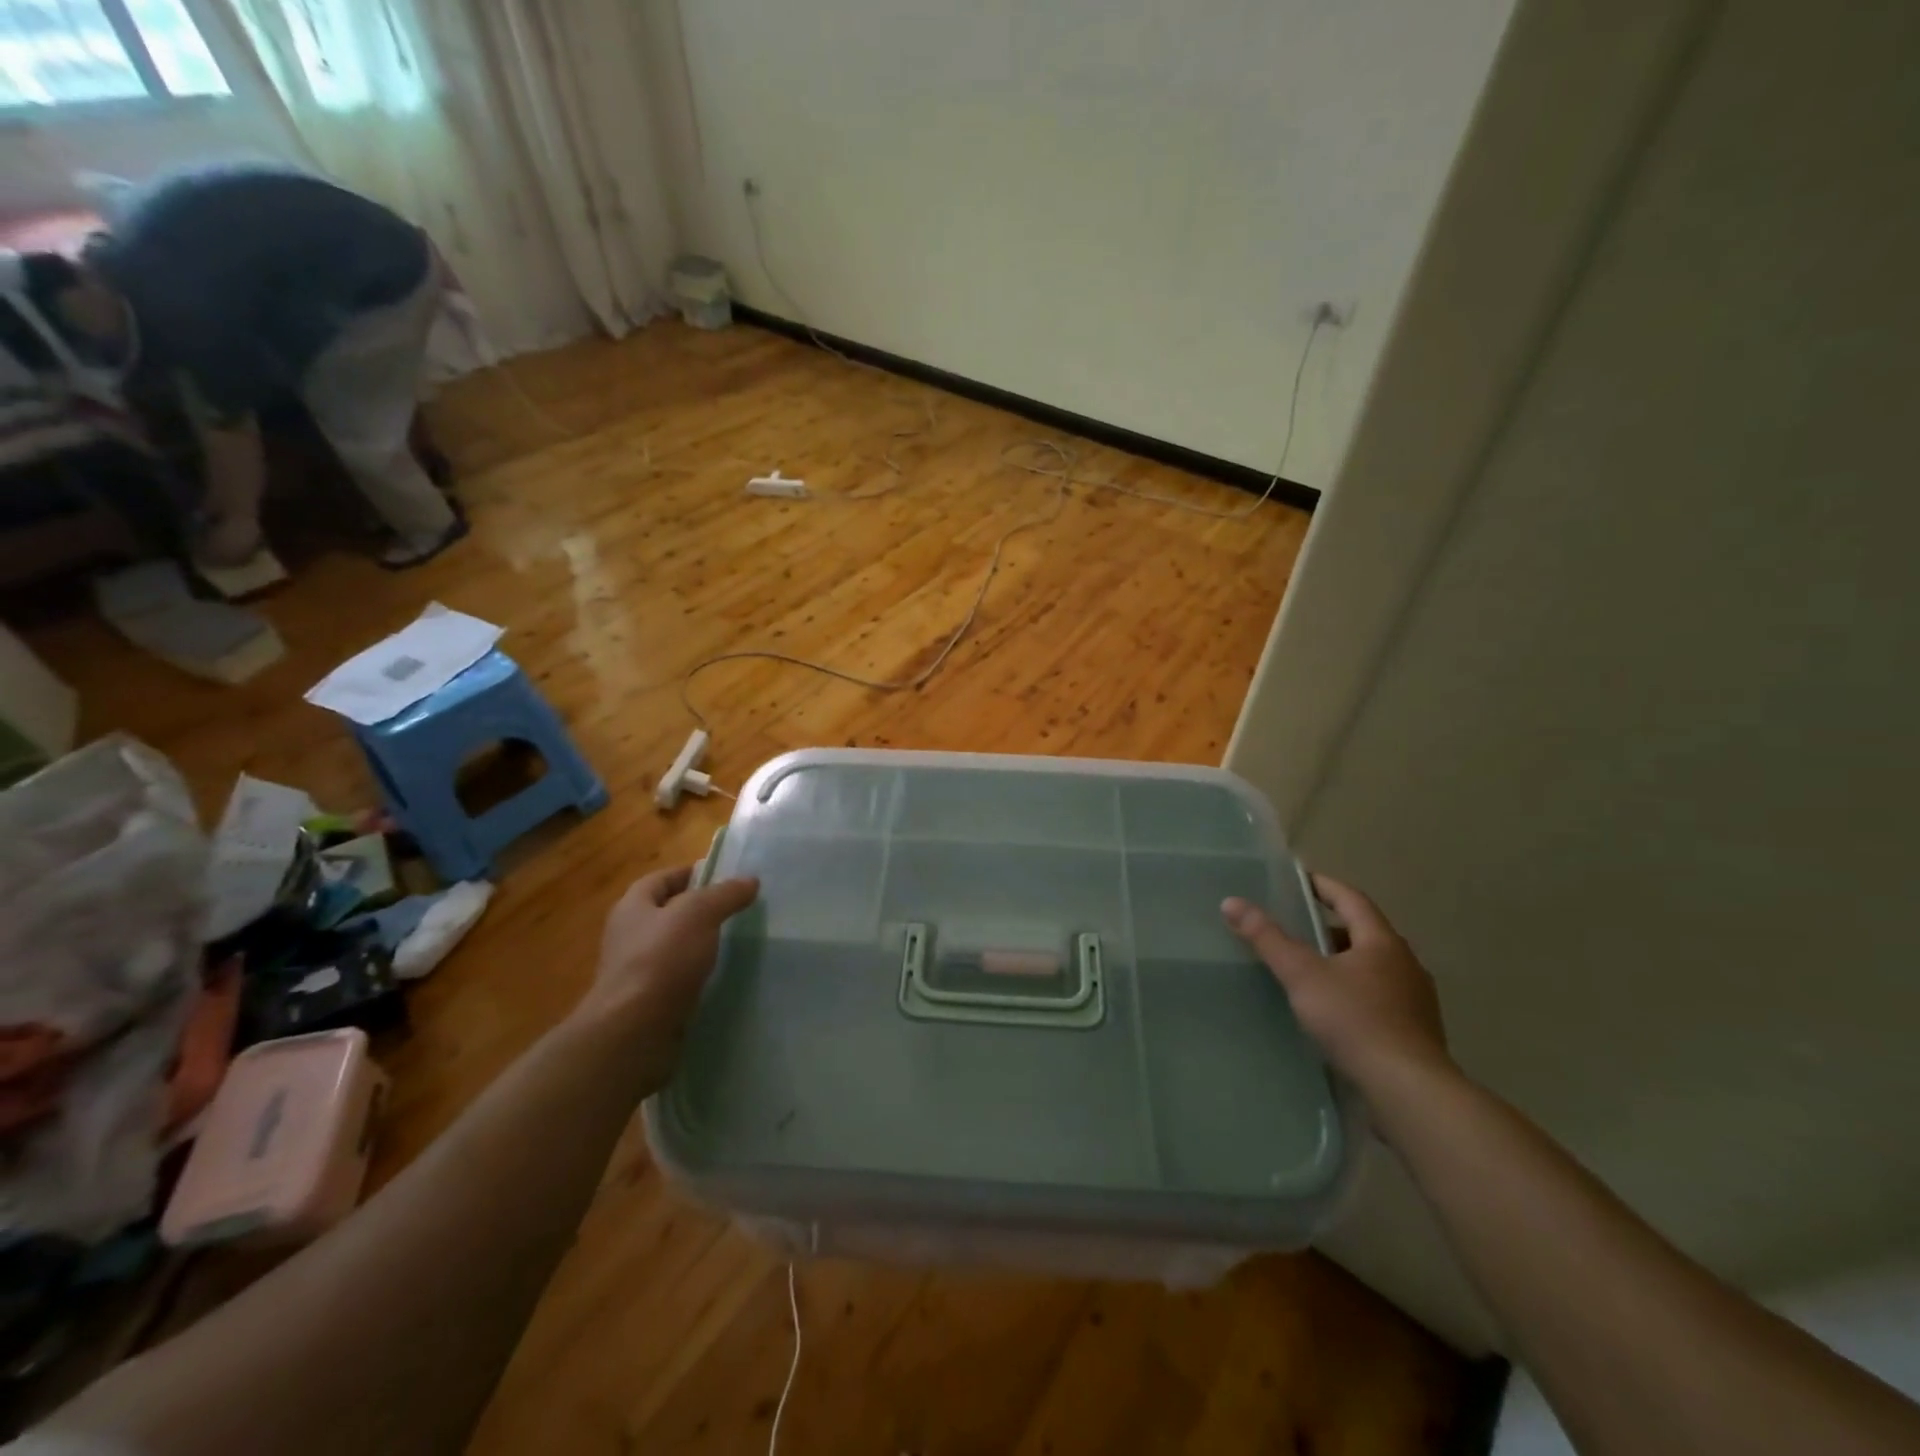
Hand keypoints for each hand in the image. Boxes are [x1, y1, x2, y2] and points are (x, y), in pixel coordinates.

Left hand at [577, 865, 758, 1052]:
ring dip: (701, 945)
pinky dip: (698, 975)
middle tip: (738, 909)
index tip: (726, 877)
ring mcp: (637, 971)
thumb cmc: (661, 960)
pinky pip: (678, 979)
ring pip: (675, 948)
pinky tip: (723, 977)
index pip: (662, 878)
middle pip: (668, 913)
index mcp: (632, 907)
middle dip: (700, 910)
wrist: (633, 1032)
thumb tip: (750, 881)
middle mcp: (629, 936)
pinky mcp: (649, 1003)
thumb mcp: (699, 914)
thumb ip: (725, 894)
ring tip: (737, 942)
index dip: (691, 873)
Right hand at [1221, 874, 1451, 1101]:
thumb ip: (1267, 938)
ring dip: (1343, 963)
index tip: (1299, 880)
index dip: (1324, 886)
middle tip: (1295, 928)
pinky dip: (1354, 993)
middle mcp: (1405, 964)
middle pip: (1364, 934)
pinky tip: (1332, 1011)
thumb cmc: (1355, 1021)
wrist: (1409, 1090)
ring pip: (1373, 968)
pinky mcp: (1415, 1033)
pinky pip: (1379, 999)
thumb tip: (1232, 902)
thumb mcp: (1302, 974)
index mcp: (1383, 943)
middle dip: (1330, 928)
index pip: (1351, 899)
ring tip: (1308, 971)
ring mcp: (1415, 1001)